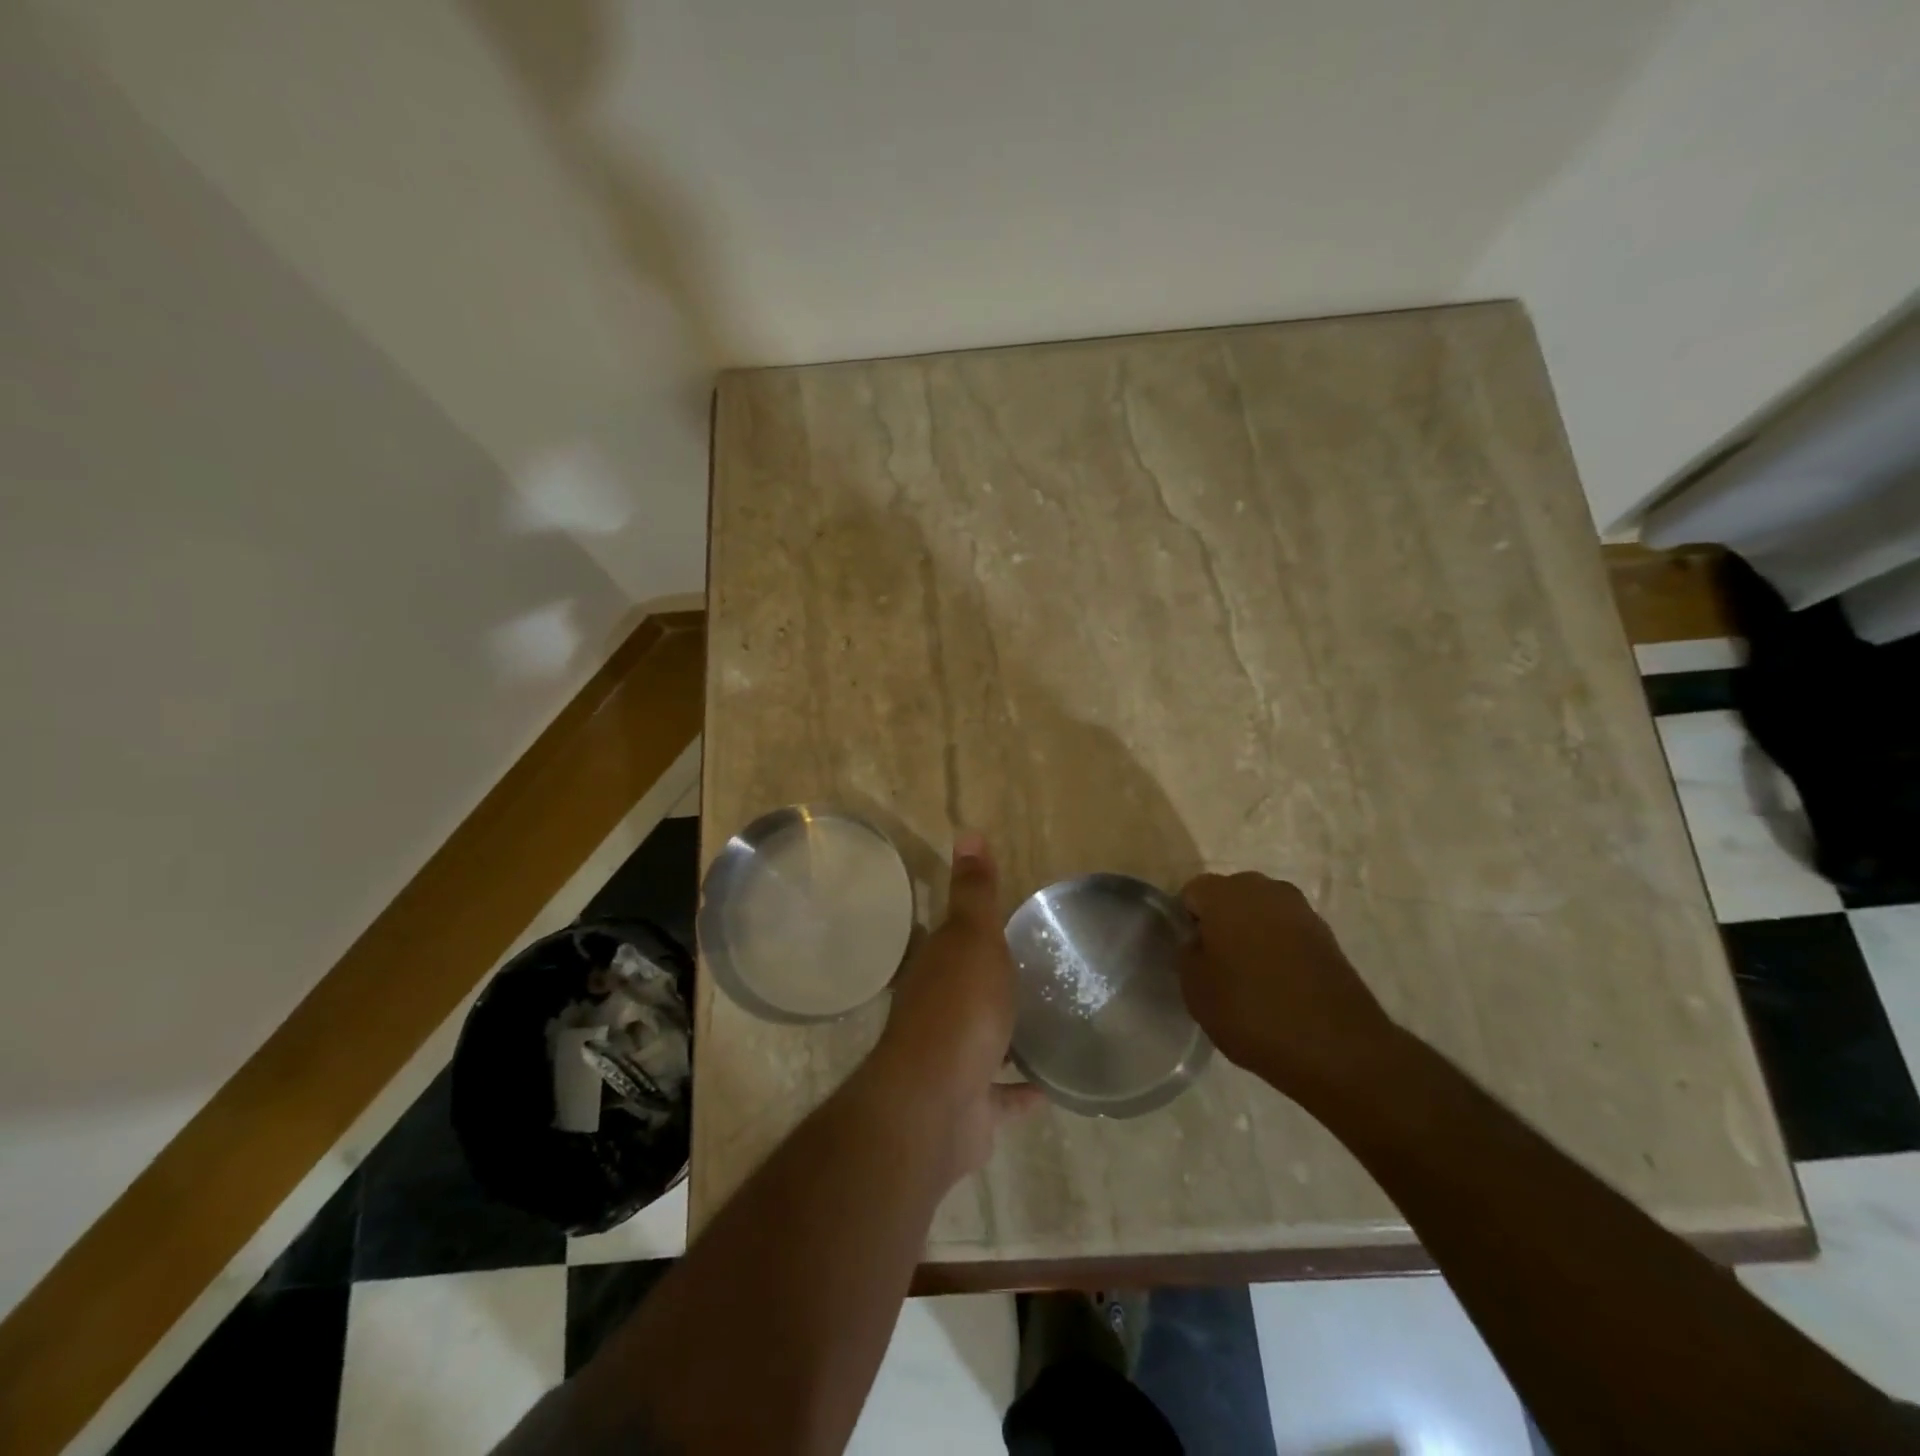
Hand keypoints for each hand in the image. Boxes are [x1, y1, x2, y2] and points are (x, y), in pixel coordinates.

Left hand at [871, 833, 1045, 1181]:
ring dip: (1006, 1035)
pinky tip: (1051, 1087)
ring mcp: (951, 1061)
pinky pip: (1001, 1096)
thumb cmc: (959, 1009)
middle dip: (991, 983)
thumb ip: (974, 893)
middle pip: (965, 989)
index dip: (974, 928)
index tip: (1005, 923)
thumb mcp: (972, 938)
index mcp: (936, 968)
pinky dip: (1021, 1093)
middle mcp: (937, 1011)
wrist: (935, 1104)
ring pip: (982, 1042)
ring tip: (1049, 1024)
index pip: (953, 938)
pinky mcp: (970, 1106)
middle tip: (1036, 973)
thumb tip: (967, 832)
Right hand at [1178, 872, 1398, 1103]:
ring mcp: (1300, 910)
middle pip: (1230, 896)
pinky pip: (1288, 932)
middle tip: (1217, 963)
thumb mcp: (1195, 988)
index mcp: (1225, 894)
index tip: (1191, 955)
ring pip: (1261, 912)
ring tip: (1250, 976)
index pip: (1192, 892)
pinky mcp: (1327, 935)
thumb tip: (1199, 941)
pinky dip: (1280, 948)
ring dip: (1252, 933)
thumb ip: (1188, 954)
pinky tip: (1279, 983)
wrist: (1336, 1047)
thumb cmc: (1251, 1011)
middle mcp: (1264, 889)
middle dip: (1221, 922)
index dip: (1187, 922)